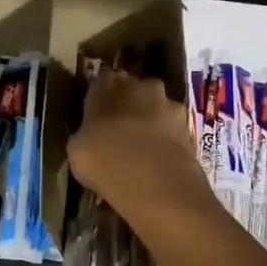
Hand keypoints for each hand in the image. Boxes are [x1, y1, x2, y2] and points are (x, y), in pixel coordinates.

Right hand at [67, 71, 214, 225]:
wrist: (156, 182)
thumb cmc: (105, 159)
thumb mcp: (76, 148)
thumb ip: (85, 133)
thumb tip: (91, 135)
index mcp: (109, 84)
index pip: (100, 83)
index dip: (98, 101)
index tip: (93, 119)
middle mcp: (142, 86)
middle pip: (133, 92)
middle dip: (127, 109)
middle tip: (117, 134)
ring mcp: (170, 106)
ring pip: (155, 112)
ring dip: (149, 125)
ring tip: (140, 153)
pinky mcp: (190, 130)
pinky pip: (170, 133)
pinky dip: (164, 144)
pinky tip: (155, 164)